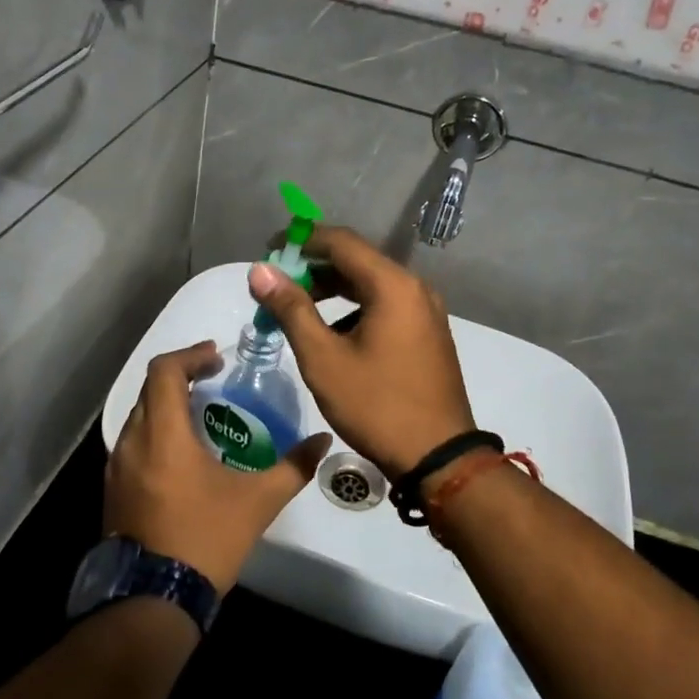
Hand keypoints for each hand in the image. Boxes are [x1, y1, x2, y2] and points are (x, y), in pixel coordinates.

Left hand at [106, 341, 331, 592]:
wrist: (153, 600)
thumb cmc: (205, 539)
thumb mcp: (258, 502)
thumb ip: (293, 467)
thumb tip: (323, 441)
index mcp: (163, 434)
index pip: (164, 371)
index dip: (191, 356)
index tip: (217, 359)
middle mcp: (133, 442)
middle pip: (150, 389)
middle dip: (181, 376)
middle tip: (213, 378)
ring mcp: (117, 467)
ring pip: (139, 416)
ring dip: (167, 404)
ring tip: (201, 412)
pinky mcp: (113, 490)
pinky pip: (133, 442)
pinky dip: (156, 431)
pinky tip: (182, 453)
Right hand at [248, 227, 475, 475]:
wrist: (438, 458)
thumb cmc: (376, 405)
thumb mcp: (323, 358)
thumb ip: (291, 309)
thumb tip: (260, 271)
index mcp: (393, 285)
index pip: (341, 241)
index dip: (301, 240)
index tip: (269, 251)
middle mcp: (415, 288)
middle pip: (357, 260)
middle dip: (314, 267)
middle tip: (277, 285)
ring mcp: (426, 311)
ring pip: (371, 284)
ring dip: (333, 290)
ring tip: (297, 309)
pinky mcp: (428, 333)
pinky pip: (386, 305)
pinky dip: (355, 308)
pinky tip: (332, 333)